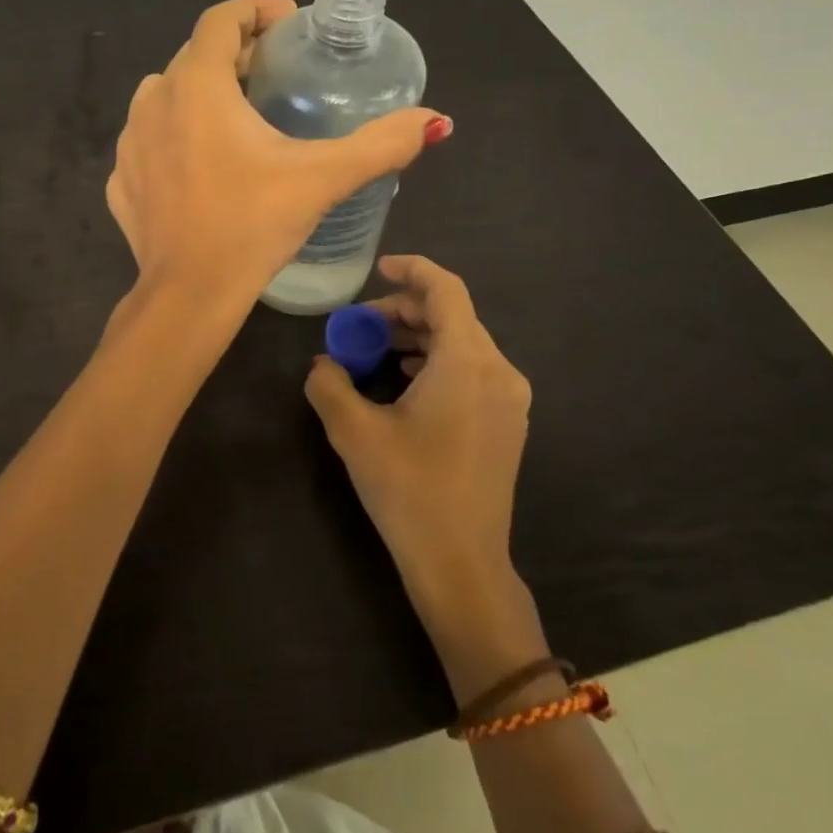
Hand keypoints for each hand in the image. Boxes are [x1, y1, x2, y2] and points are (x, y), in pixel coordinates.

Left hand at [106, 0, 446, 301]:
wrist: (188, 294)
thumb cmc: (253, 224)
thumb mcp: (323, 179)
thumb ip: (381, 144)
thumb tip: (433, 121)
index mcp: (197, 86)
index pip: (220, 18)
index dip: (256, 9)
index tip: (288, 23)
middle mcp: (153, 101)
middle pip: (195, 56)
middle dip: (235, 55)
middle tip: (273, 74)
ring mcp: (130, 143)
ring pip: (165, 96)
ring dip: (201, 94)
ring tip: (238, 117)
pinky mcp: (120, 181)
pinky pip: (149, 141)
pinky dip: (175, 138)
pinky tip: (202, 166)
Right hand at [304, 255, 530, 594]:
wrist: (462, 563)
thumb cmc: (409, 490)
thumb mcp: (354, 432)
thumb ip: (329, 383)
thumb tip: (323, 363)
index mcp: (467, 362)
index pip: (446, 290)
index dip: (412, 270)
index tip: (378, 269)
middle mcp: (499, 371)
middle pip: (454, 315)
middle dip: (404, 310)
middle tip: (361, 325)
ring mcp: (510, 399)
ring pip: (464, 344)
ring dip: (419, 337)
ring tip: (377, 352)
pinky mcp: (508, 423)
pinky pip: (472, 370)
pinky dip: (438, 362)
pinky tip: (407, 382)